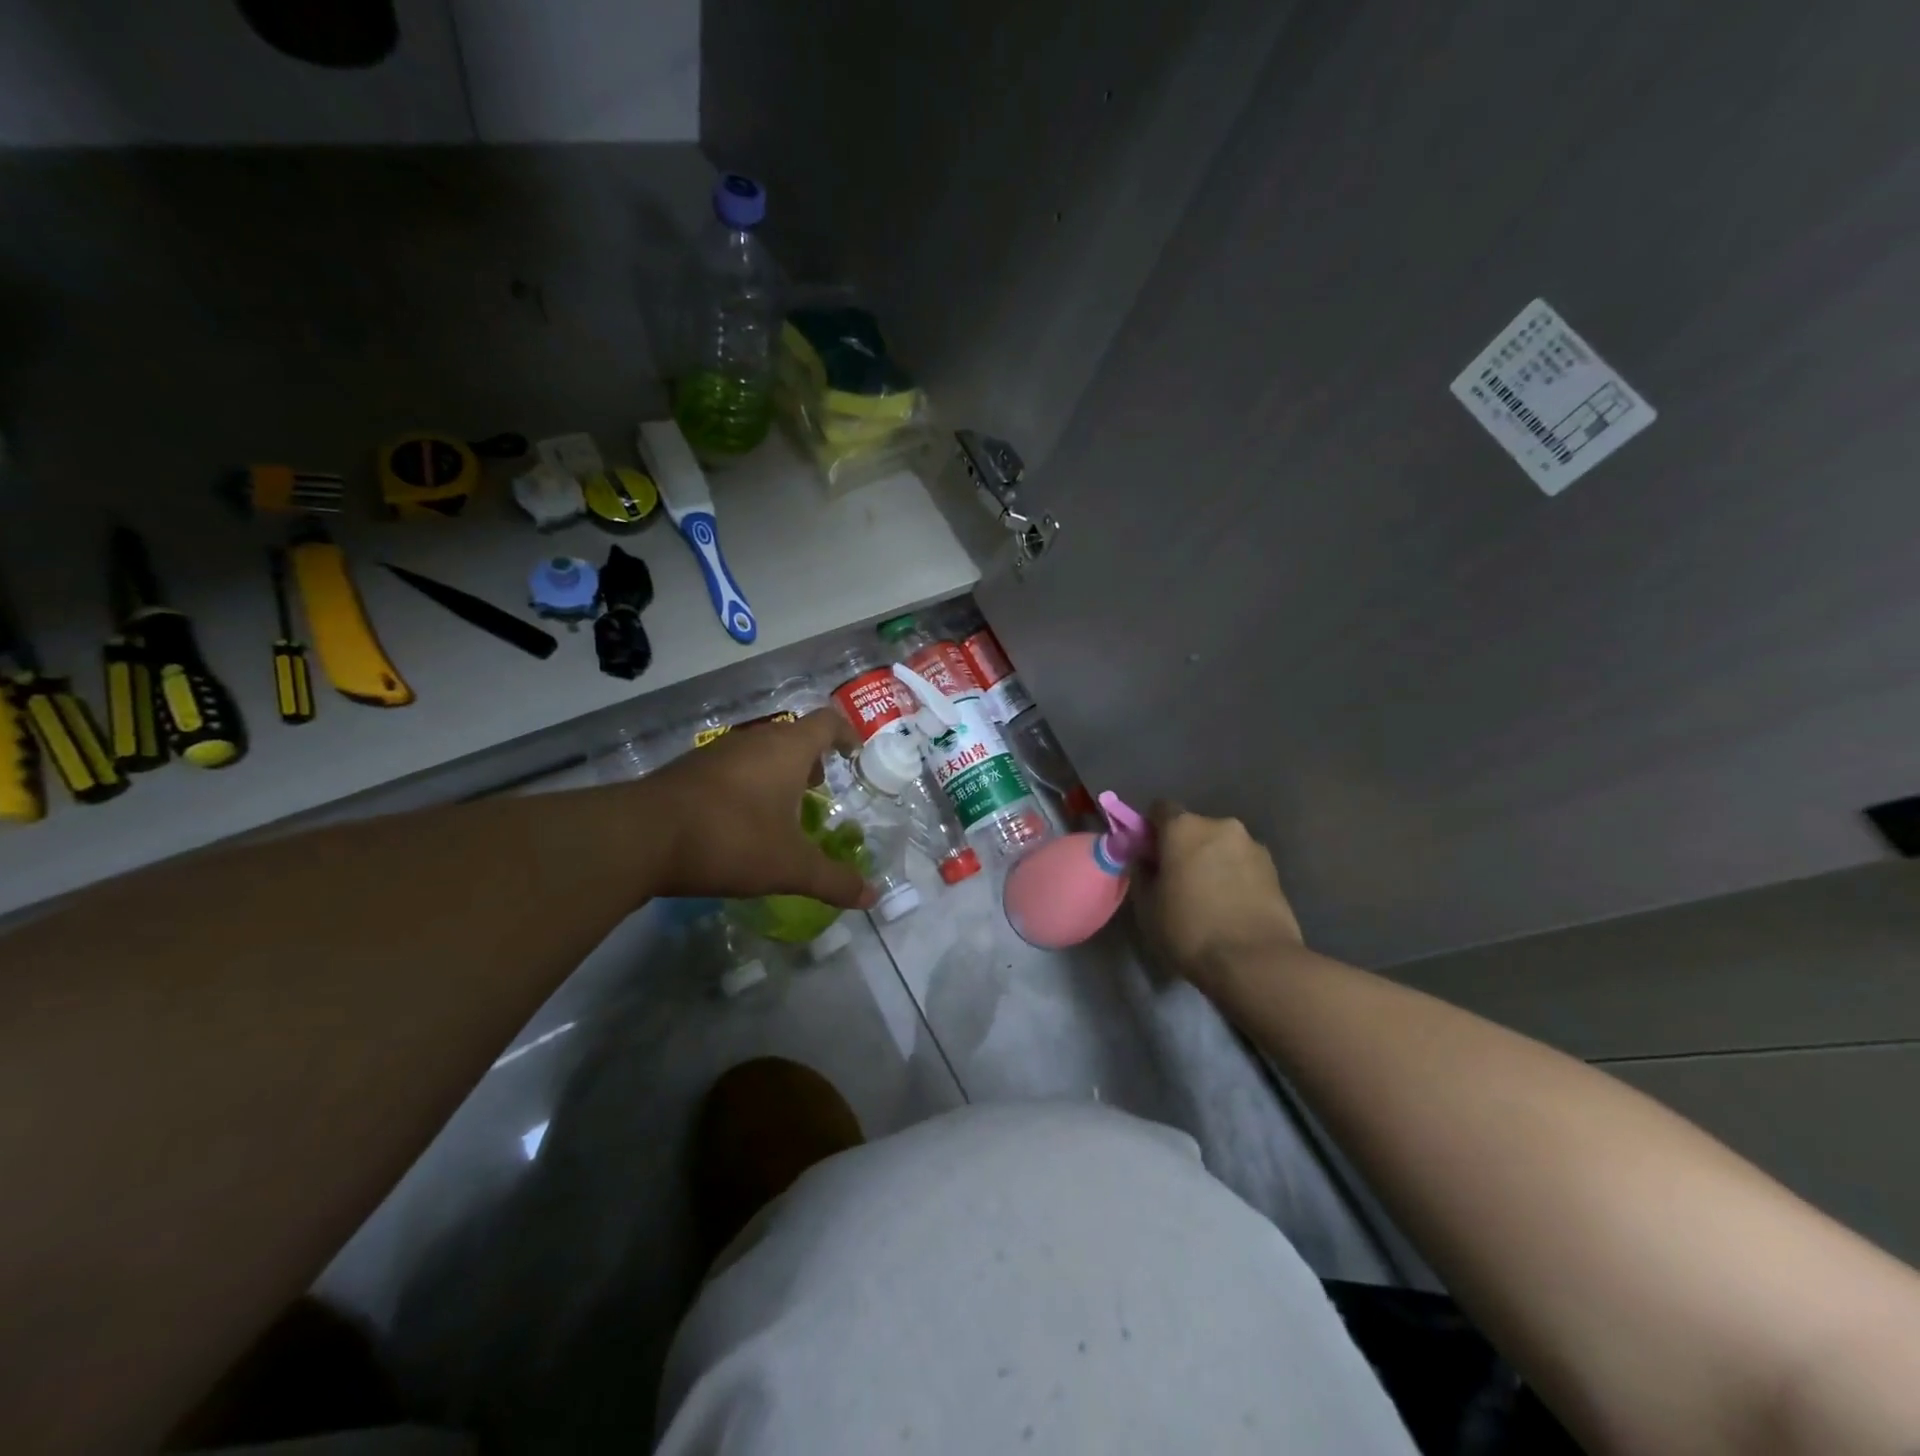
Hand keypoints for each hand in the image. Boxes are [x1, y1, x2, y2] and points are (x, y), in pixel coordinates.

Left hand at [639, 711, 875, 909]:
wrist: (641, 837)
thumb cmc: (731, 839)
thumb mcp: (790, 867)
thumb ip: (833, 880)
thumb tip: (872, 897)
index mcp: (786, 749)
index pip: (827, 722)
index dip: (846, 734)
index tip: (854, 754)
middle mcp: (754, 740)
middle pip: (792, 736)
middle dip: (810, 760)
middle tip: (820, 789)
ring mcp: (716, 752)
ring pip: (758, 752)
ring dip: (776, 772)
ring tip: (782, 809)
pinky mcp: (687, 770)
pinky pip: (730, 768)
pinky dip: (745, 784)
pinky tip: (739, 821)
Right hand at [1132, 803, 1304, 996]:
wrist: (1256, 962)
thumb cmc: (1189, 930)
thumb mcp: (1147, 907)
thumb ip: (1142, 873)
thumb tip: (1146, 860)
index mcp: (1183, 827)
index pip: (1160, 809)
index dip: (1151, 829)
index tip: (1148, 855)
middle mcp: (1220, 825)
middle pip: (1193, 828)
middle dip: (1184, 847)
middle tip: (1177, 881)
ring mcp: (1252, 845)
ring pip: (1221, 846)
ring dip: (1212, 861)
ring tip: (1209, 898)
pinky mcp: (1275, 869)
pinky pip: (1243, 864)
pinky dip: (1234, 876)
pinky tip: (1231, 906)